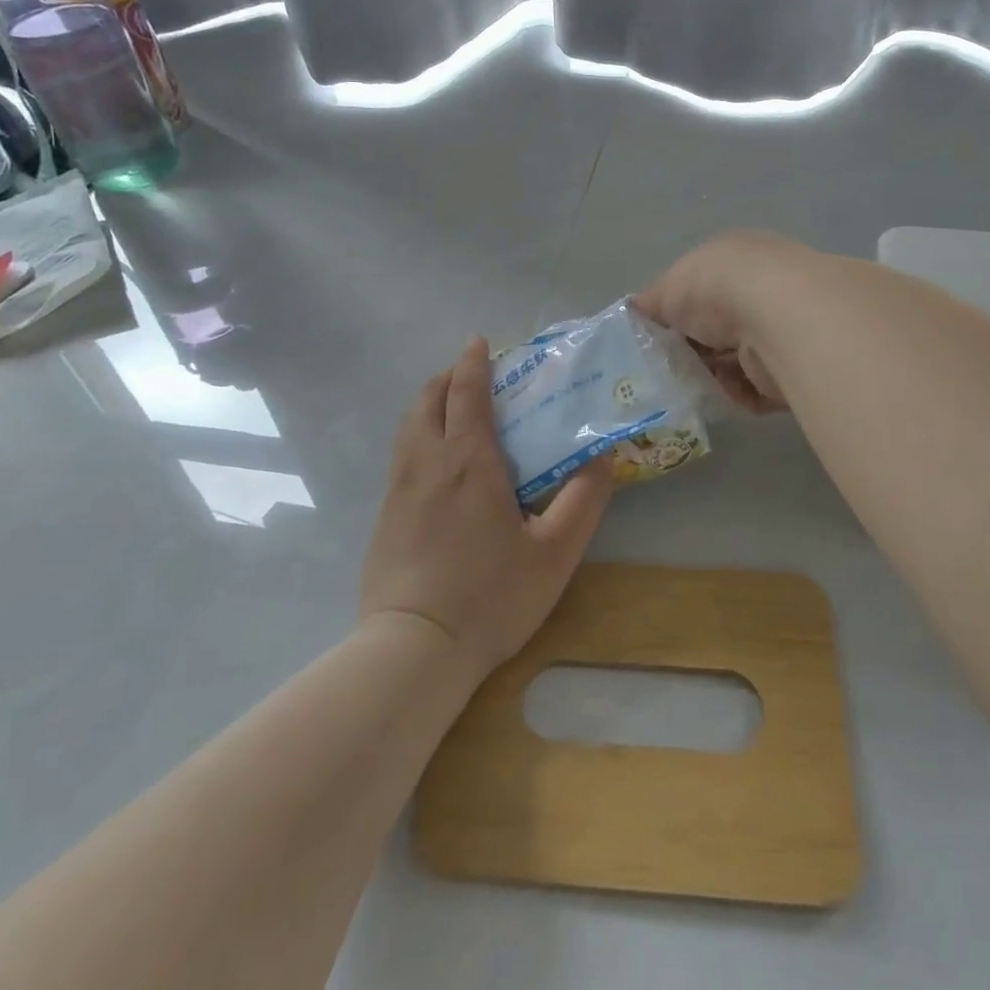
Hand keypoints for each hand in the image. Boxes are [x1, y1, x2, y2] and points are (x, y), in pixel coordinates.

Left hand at [360, 337, 615, 682]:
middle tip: (467, 374)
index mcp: (469, 462)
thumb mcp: (555, 552)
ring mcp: (399, 490)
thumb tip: (604, 455)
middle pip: (427, 401)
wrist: (415, 647)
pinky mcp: (384, 516)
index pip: (466, 395)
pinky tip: (434, 463)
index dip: (472, 364)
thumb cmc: (491, 596)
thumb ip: (584, 500)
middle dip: (446, 378)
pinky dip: (417, 436)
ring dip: (427, 405)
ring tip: (449, 409)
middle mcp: (428, 463)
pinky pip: (400, 456)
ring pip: (408, 427)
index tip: (478, 342)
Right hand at [634, 230, 816, 412]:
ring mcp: (782, 331)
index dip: (677, 311)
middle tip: (665, 367)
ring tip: (685, 385)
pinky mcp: (792, 370)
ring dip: (710, 374)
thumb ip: (652, 302)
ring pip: (734, 360)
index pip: (702, 288)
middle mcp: (764, 290)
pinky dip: (733, 393)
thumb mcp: (669, 286)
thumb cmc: (718, 288)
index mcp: (737, 260)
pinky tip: (717, 394)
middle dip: (692, 348)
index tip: (655, 335)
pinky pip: (753, 388)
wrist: (778, 318)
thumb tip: (635, 312)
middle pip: (718, 327)